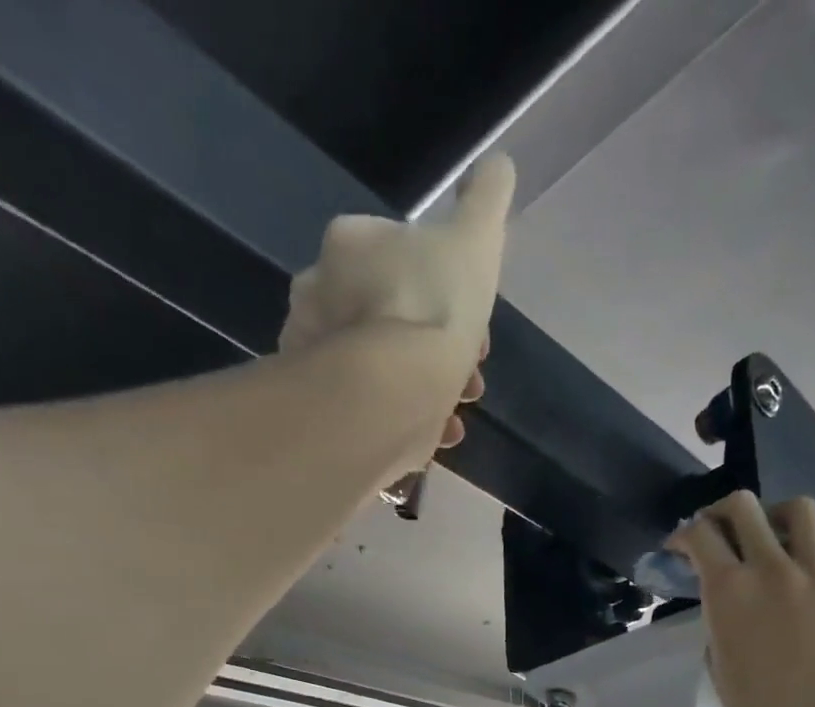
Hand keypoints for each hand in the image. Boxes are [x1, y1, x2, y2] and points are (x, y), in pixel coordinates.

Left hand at [280, 155, 514, 450]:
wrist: (392, 392)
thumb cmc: (433, 306)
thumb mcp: (475, 240)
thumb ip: (486, 201)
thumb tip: (497, 166)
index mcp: (349, 244)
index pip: (401, 255)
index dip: (447, 288)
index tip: (476, 320)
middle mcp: (319, 294)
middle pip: (393, 314)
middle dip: (440, 343)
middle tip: (472, 373)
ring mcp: (317, 355)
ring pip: (384, 365)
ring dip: (428, 384)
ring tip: (458, 409)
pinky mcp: (325, 409)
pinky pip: (372, 407)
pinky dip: (408, 417)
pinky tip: (438, 432)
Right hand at [669, 493, 814, 706]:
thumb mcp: (719, 662)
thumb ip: (719, 620)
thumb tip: (728, 604)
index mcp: (729, 590)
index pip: (699, 534)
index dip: (682, 535)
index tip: (677, 550)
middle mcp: (771, 568)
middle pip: (743, 506)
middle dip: (720, 513)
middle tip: (716, 534)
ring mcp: (814, 574)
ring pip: (798, 509)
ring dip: (774, 517)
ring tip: (768, 540)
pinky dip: (812, 548)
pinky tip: (803, 570)